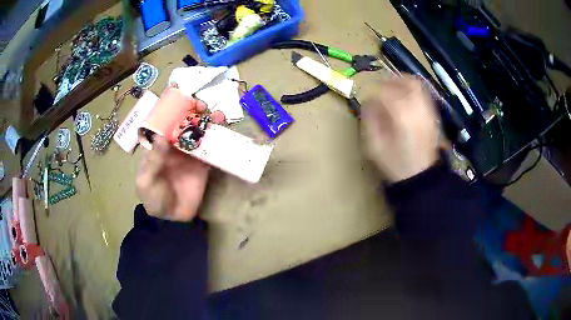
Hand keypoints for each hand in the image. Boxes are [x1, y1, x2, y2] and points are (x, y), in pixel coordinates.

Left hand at [136, 100, 223, 221]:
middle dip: (192, 111)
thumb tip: (161, 136)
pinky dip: (217, 138)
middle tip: (201, 106)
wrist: (172, 219)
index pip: (164, 122)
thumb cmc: (154, 199)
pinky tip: (223, 130)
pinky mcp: (203, 164)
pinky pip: (210, 148)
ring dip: (207, 121)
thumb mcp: (147, 181)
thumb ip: (153, 160)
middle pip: (183, 123)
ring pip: (199, 132)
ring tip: (217, 115)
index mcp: (158, 146)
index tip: (181, 99)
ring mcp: (189, 154)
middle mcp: (174, 146)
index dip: (172, 109)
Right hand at [362, 76, 439, 182]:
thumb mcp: (375, 146)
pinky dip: (413, 91)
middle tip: (381, 86)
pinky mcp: (433, 115)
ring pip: (417, 85)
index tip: (368, 96)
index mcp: (401, 115)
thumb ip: (370, 120)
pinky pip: (424, 94)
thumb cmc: (396, 163)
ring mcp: (428, 111)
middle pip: (406, 82)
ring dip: (403, 83)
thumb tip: (369, 102)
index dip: (375, 90)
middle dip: (391, 80)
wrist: (421, 177)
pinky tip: (406, 100)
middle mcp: (417, 108)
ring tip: (393, 90)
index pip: (386, 91)